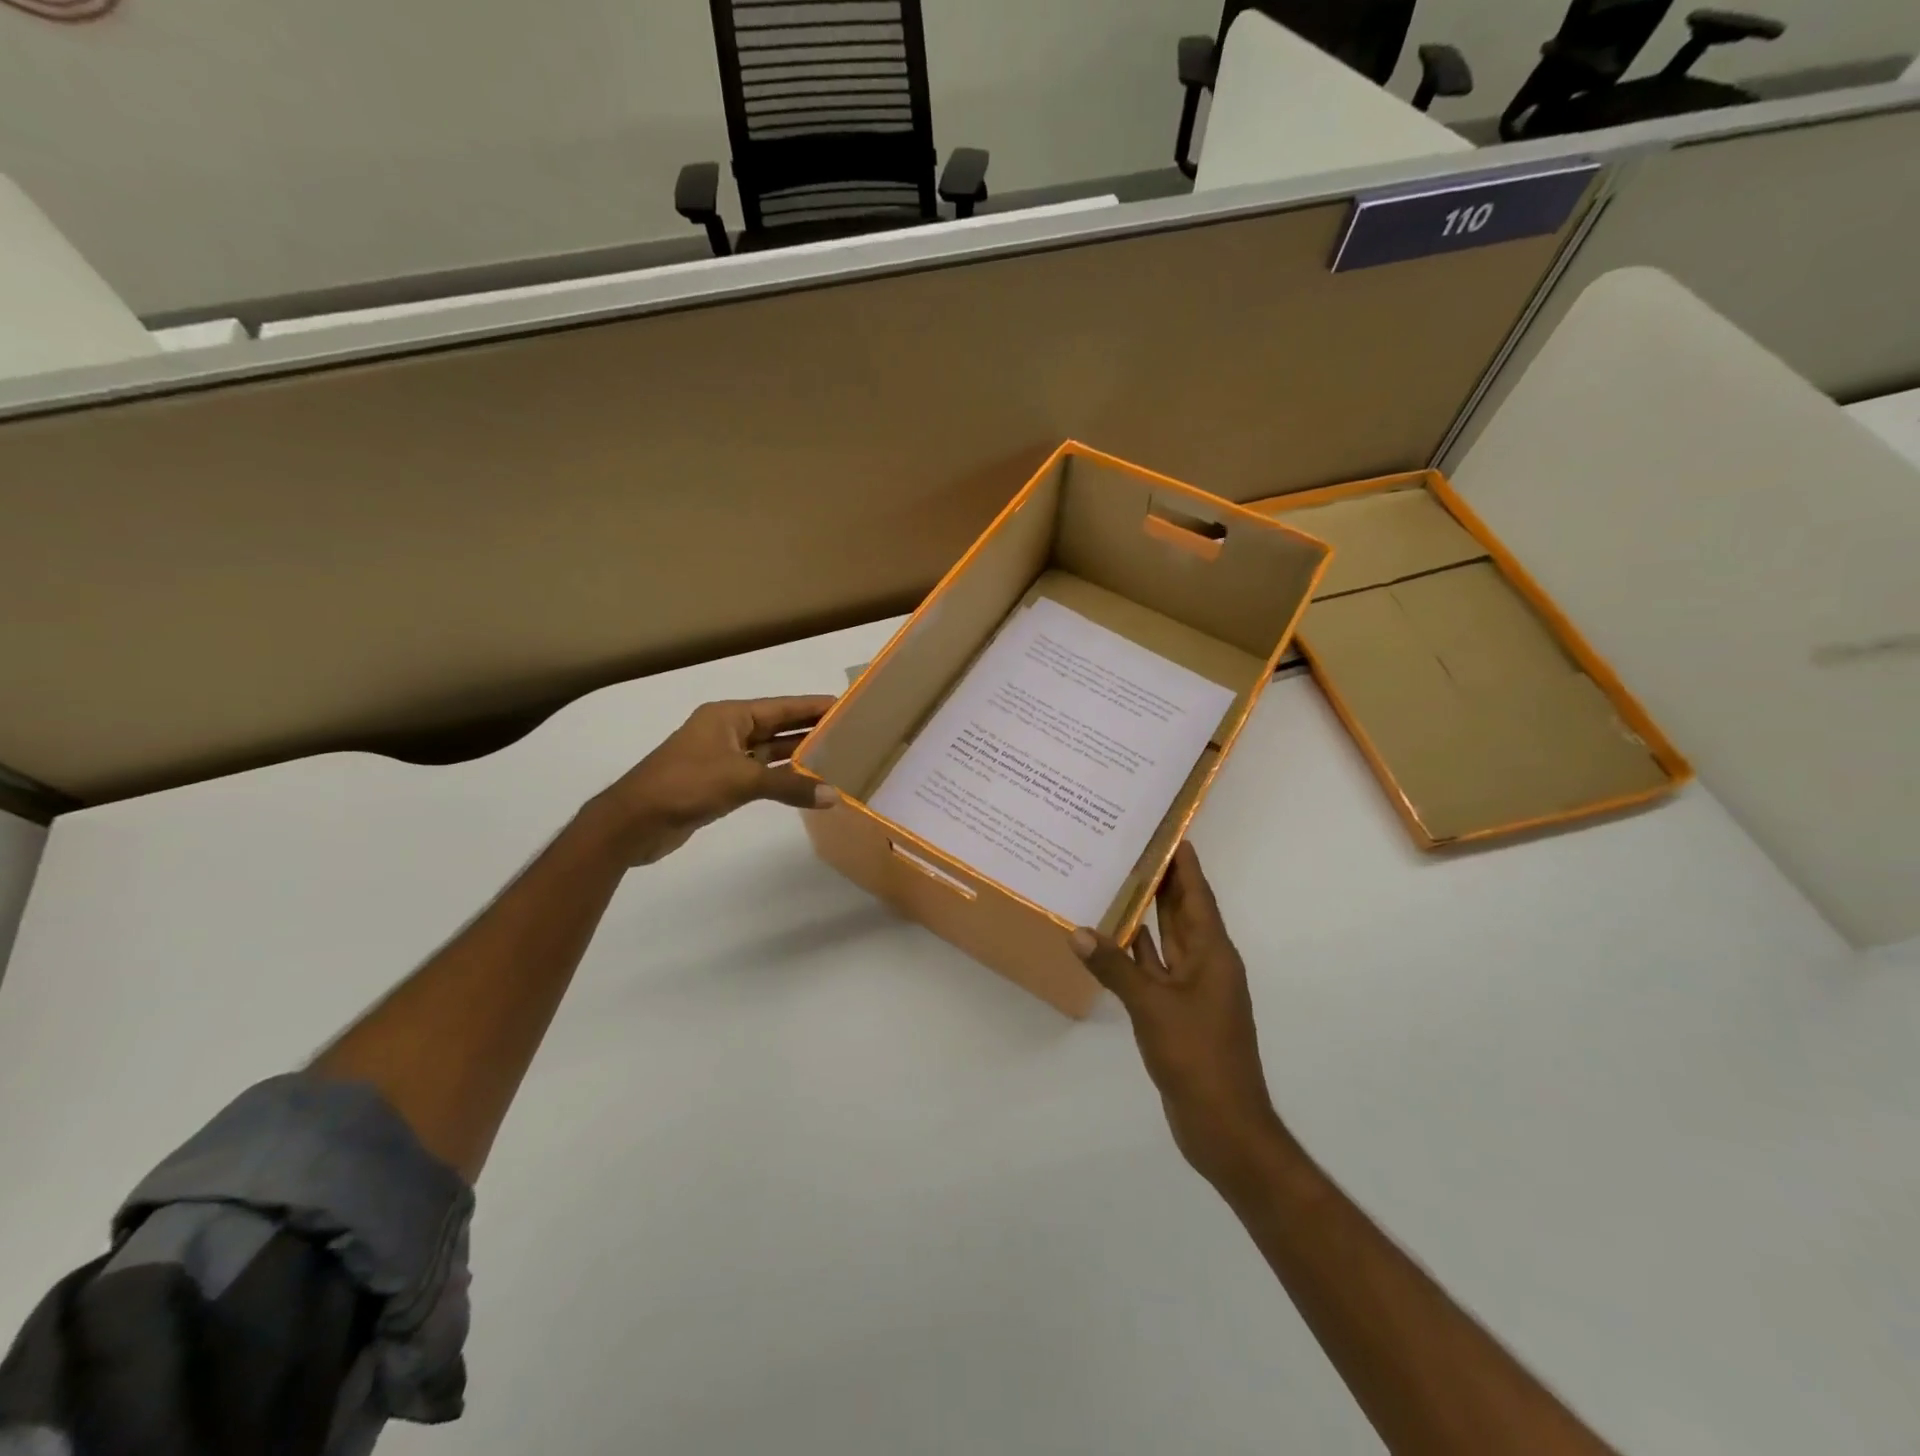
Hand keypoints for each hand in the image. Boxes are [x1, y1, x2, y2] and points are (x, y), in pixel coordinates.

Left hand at [593, 696, 838, 864]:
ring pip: (770, 752)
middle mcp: (727, 731)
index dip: (813, 706)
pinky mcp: (719, 783)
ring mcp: (722, 758)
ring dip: (798, 756)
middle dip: (810, 730)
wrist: (635, 821)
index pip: (782, 707)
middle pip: (777, 727)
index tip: (847, 706)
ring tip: (838, 758)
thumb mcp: (742, 781)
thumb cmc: (686, 785)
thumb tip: (834, 796)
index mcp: (729, 716)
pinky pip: (760, 775)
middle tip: (851, 734)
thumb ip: (790, 786)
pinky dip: (782, 779)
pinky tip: (807, 785)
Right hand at [1072, 843, 1282, 1187]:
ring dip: (1144, 914)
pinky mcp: (1176, 1012)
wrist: (1223, 1126)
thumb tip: (1078, 931)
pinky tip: (1108, 939)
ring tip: (1113, 883)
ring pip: (1165, 940)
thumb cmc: (1198, 1057)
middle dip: (1161, 880)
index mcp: (1212, 954)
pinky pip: (1153, 970)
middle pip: (1182, 911)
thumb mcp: (1152, 1007)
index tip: (1168, 830)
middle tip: (1130, 846)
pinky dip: (1134, 953)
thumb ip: (1115, 968)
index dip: (1184, 863)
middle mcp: (1205, 964)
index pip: (1197, 894)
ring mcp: (1191, 990)